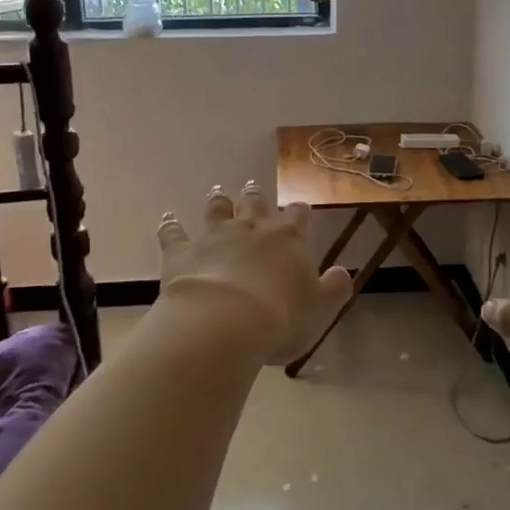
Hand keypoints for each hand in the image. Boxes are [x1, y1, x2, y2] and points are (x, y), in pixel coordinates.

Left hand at [156, 182, 351, 365]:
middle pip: (255, 204)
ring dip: (219, 201)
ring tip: (218, 191)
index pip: (297, 216)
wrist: (225, 322)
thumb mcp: (321, 308)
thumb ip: (334, 288)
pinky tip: (168, 218)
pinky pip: (174, 233)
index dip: (299, 211)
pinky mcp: (183, 251)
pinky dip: (170, 225)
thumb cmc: (281, 318)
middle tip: (253, 187)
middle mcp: (251, 229)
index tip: (300, 209)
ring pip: (217, 210)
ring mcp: (214, 236)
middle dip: (256, 197)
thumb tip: (342, 272)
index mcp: (288, 239)